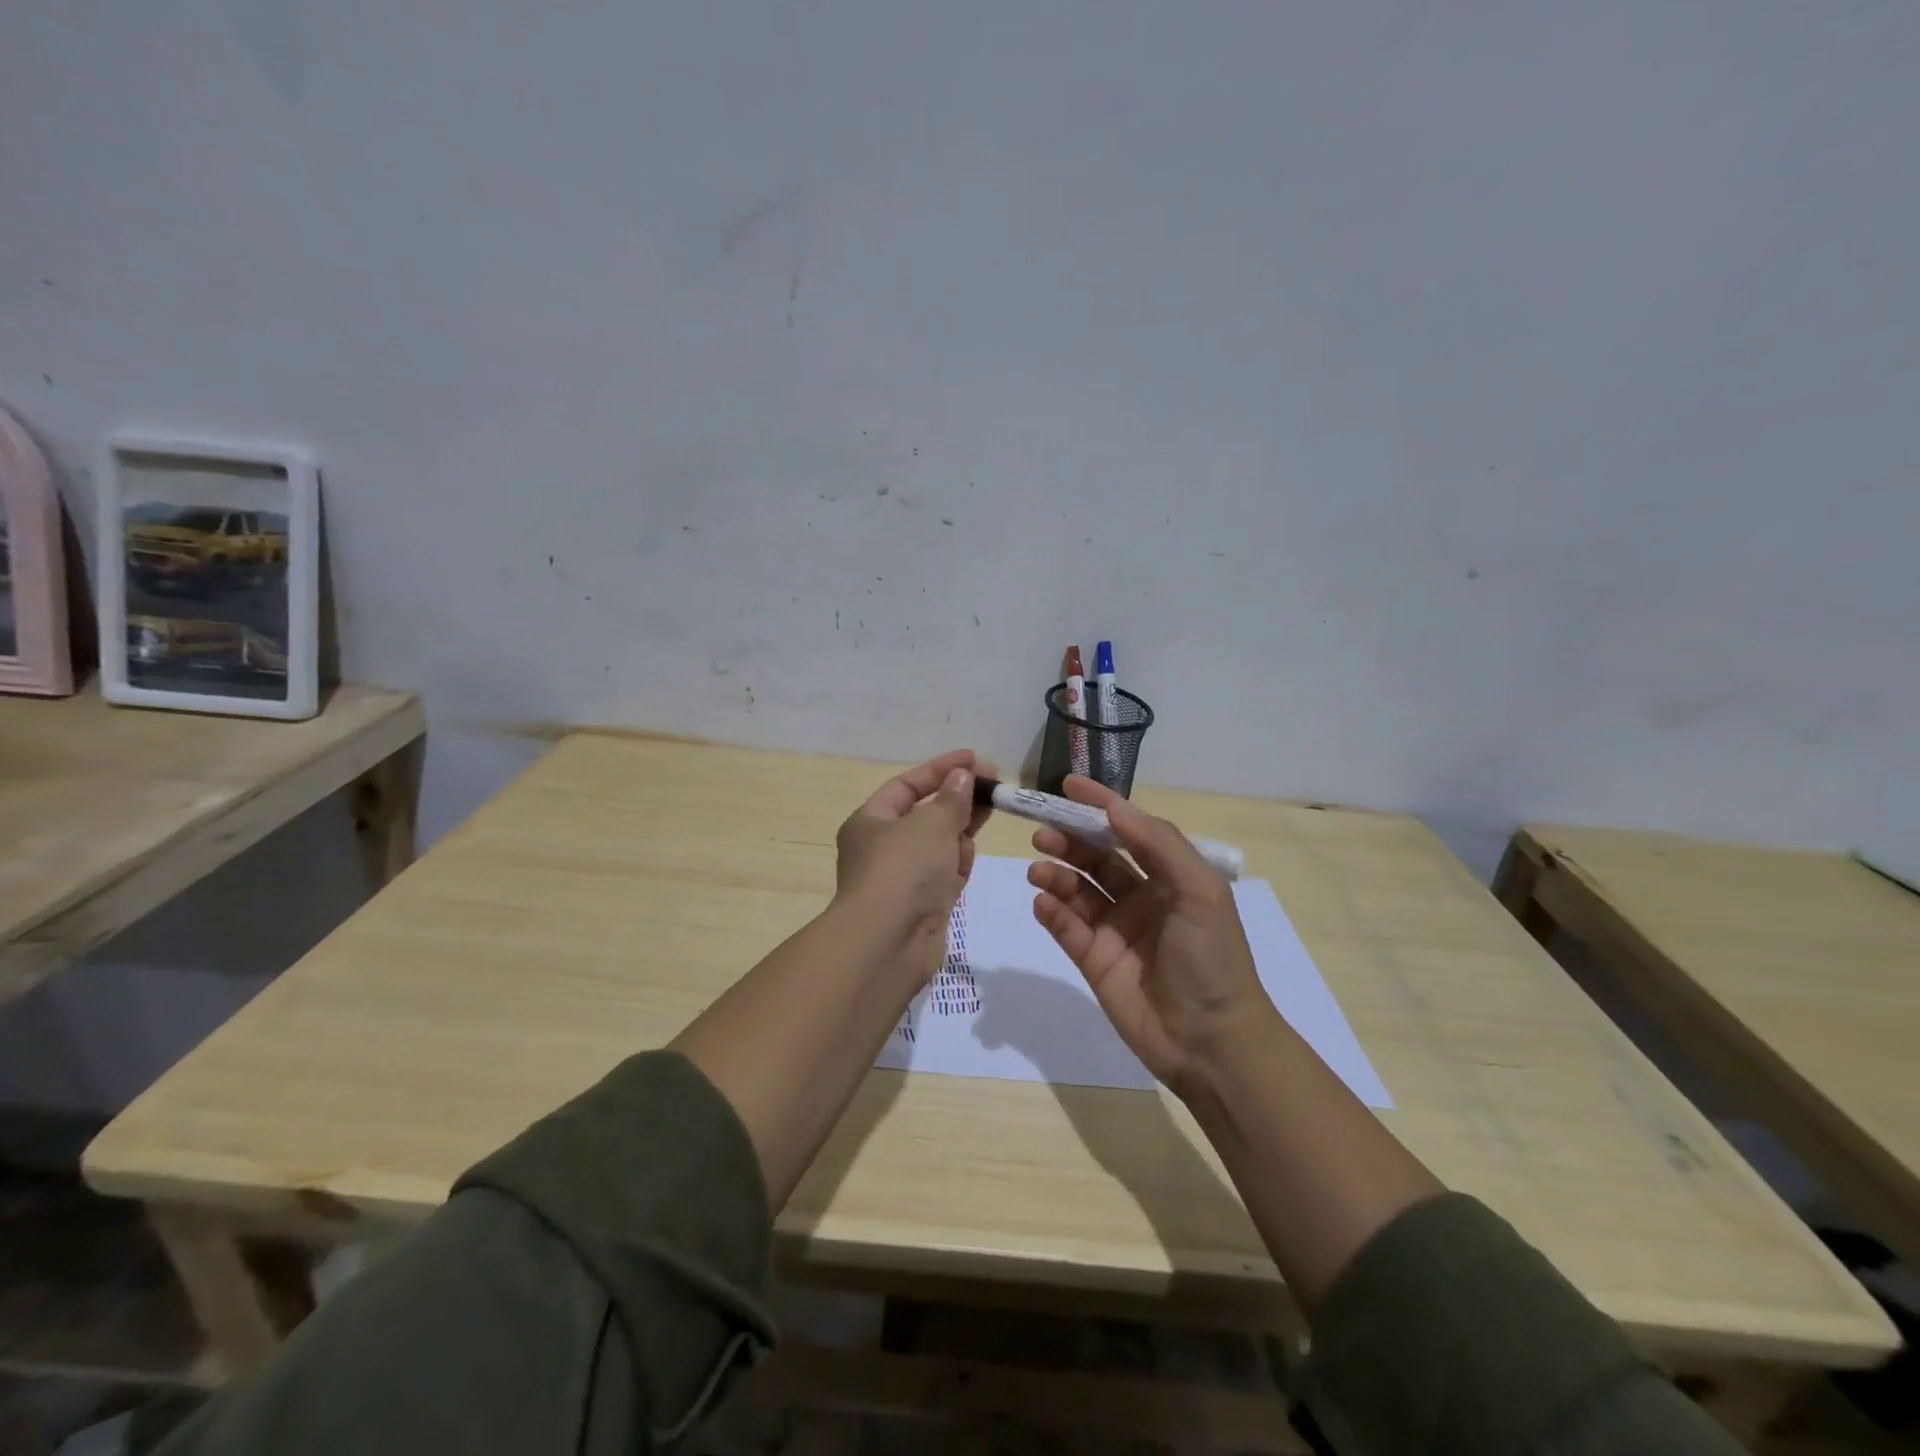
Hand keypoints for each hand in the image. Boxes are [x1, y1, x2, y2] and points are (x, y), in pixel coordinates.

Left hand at [835, 749, 995, 984]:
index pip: (908, 785)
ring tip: (987, 816)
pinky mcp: (922, 903)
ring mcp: (902, 877)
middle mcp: (882, 846)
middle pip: (927, 813)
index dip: (941, 769)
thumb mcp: (931, 823)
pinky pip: (944, 872)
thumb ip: (952, 798)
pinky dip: (957, 863)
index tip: (975, 758)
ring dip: (960, 830)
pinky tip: (967, 858)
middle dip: (958, 799)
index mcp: (871, 820)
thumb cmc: (903, 869)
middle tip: (996, 784)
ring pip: (939, 843)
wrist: (888, 942)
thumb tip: (962, 777)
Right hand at [1027, 775, 1272, 1093]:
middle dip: (1069, 840)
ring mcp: (1115, 929)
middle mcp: (1141, 897)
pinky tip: (1043, 904)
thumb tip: (1115, 807)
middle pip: (1097, 857)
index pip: (1129, 830)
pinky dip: (1052, 912)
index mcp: (1170, 876)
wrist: (1211, 1041)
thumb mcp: (1198, 889)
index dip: (1100, 806)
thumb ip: (1158, 843)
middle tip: (1042, 833)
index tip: (1067, 786)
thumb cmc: (1212, 957)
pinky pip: (1067, 927)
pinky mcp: (1094, 960)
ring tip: (1039, 870)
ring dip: (1056, 874)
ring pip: (1077, 890)